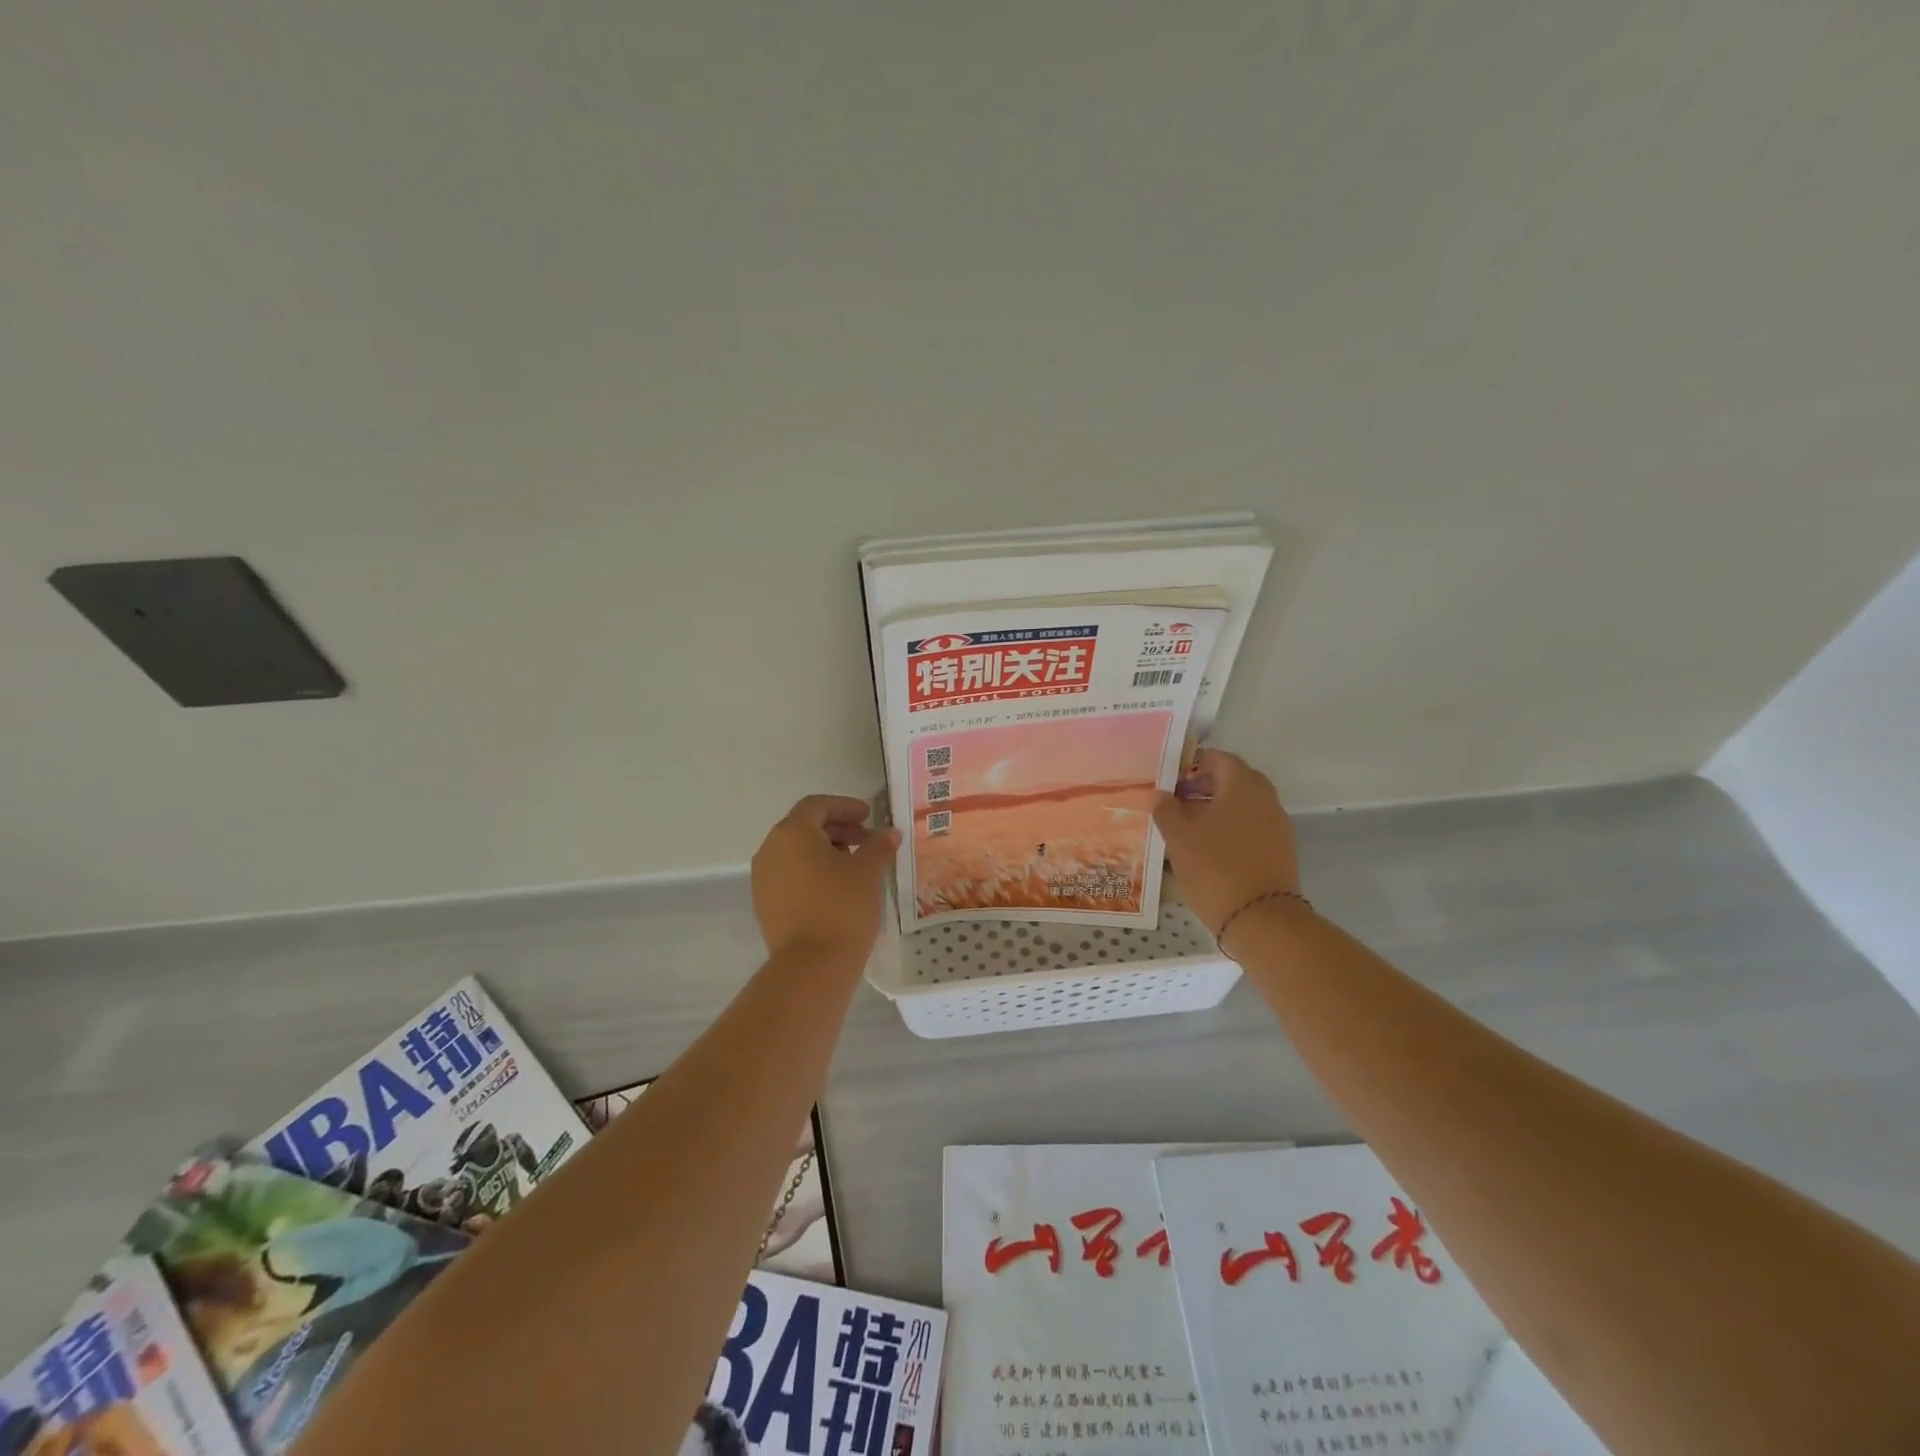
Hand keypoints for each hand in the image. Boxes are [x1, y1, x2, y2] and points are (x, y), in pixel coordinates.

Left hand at [751, 795, 899, 958]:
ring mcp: (763, 879)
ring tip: (854, 865)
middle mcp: (770, 850)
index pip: (817, 806)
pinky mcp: (764, 905)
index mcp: (791, 833)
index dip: (845, 806)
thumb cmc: (842, 906)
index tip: (869, 817)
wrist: (812, 965)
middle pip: (804, 827)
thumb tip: (889, 833)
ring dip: (825, 851)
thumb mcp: (868, 871)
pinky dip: (812, 872)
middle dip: (837, 829)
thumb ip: (878, 845)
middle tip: (866, 840)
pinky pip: (790, 876)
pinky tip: (836, 888)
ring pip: (796, 853)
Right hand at [1153, 749, 1301, 937]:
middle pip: (1232, 780)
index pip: (1218, 758)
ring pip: (1242, 805)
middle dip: (1203, 786)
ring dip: (1215, 809)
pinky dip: (1229, 829)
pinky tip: (1207, 847)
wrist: (1262, 919)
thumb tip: (1160, 794)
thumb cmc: (1215, 868)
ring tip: (1186, 827)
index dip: (1192, 763)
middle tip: (1174, 800)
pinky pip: (1250, 827)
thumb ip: (1166, 810)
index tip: (1169, 777)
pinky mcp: (1279, 850)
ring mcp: (1276, 825)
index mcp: (1242, 785)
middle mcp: (1265, 798)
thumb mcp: (1179, 838)